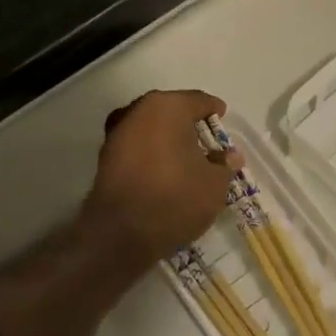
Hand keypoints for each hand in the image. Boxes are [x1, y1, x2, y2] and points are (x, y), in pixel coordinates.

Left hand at [82, 89, 242, 260]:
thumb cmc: (176, 197)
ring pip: (150, 127)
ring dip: (167, 138)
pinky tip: (164, 170)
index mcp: (168, 107)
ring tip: (185, 156)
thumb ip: (224, 164)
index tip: (223, 119)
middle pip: (171, 110)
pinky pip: (137, 147)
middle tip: (206, 139)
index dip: (214, 110)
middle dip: (188, 123)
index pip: (199, 101)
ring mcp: (117, 134)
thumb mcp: (215, 183)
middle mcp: (138, 111)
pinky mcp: (105, 159)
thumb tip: (230, 155)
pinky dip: (151, 153)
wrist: (122, 234)